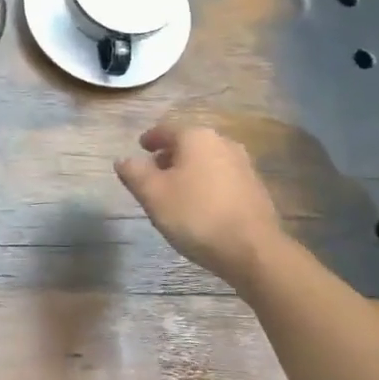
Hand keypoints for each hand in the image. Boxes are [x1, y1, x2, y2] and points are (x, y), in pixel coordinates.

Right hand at [115, 122, 288, 286]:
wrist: (253, 250)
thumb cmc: (196, 215)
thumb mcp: (153, 194)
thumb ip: (134, 173)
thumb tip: (123, 160)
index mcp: (196, 137)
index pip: (166, 129)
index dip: (150, 138)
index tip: (140, 148)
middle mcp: (223, 143)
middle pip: (189, 144)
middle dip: (170, 155)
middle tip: (154, 172)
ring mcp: (244, 165)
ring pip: (207, 160)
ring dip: (189, 170)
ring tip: (175, 191)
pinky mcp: (256, 188)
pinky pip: (222, 178)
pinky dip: (207, 184)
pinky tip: (200, 205)